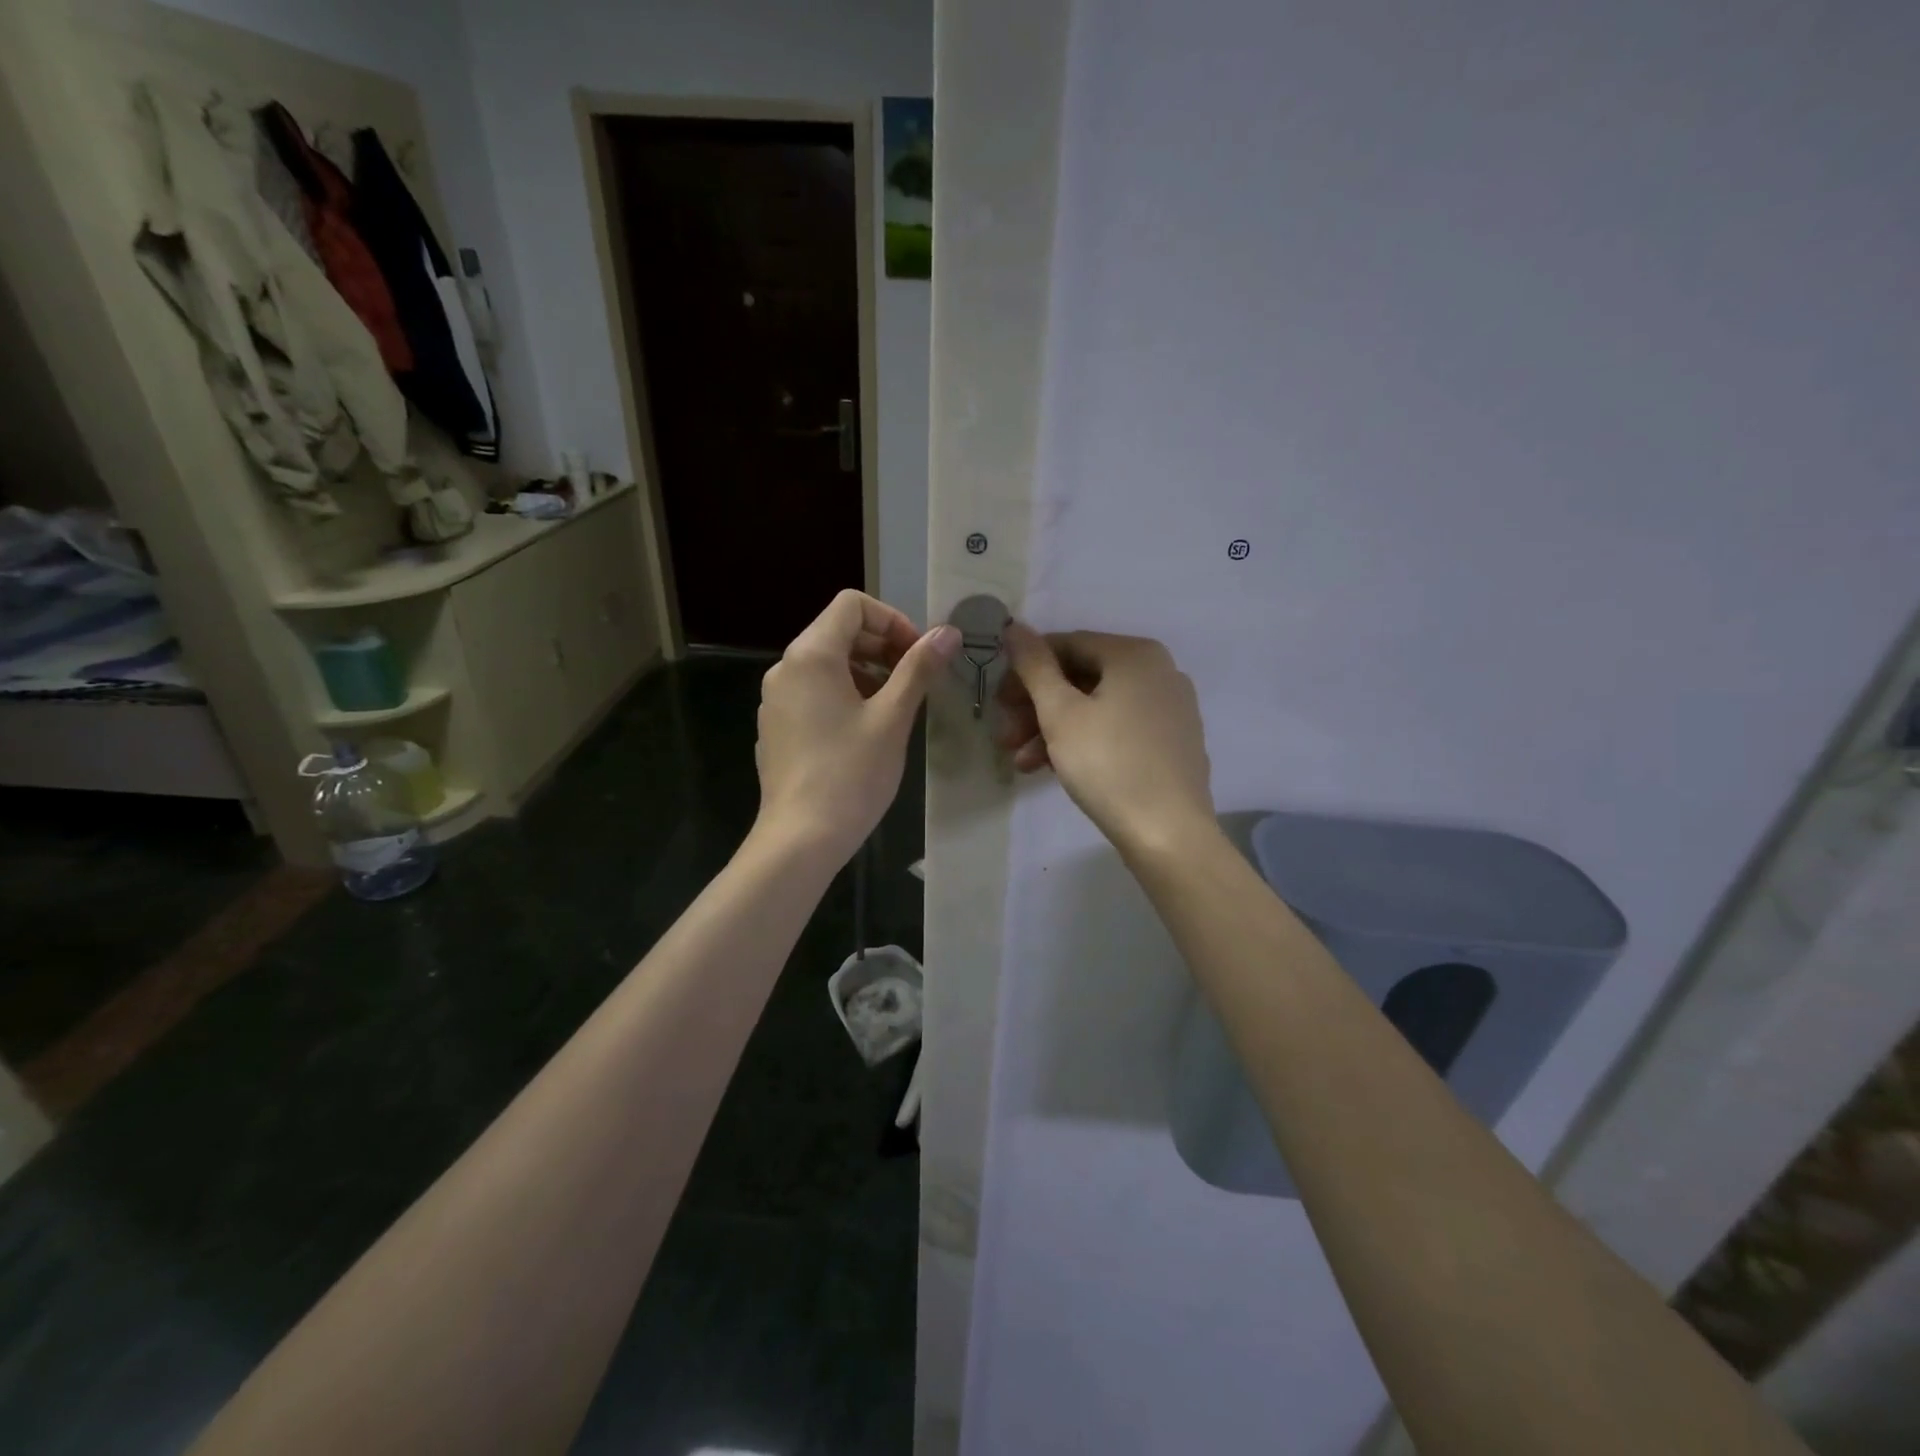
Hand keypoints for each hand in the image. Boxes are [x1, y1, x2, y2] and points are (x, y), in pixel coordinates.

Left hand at [755, 590, 959, 859]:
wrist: (800, 838)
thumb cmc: (851, 773)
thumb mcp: (893, 717)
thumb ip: (919, 668)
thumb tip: (948, 632)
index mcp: (811, 655)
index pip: (852, 605)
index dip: (892, 620)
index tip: (918, 655)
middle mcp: (785, 668)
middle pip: (837, 631)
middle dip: (882, 646)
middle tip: (915, 680)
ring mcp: (775, 700)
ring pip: (825, 664)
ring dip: (866, 672)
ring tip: (895, 707)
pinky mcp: (776, 728)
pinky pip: (812, 692)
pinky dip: (843, 695)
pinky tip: (864, 732)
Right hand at [998, 624, 1214, 853]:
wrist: (1168, 833)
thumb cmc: (1108, 764)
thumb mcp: (1060, 713)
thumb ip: (1034, 666)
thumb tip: (1015, 626)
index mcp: (1136, 654)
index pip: (1067, 644)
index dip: (1025, 669)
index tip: (998, 700)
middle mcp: (1159, 671)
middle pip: (1081, 677)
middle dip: (1036, 707)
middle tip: (1005, 735)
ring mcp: (1170, 708)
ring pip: (1097, 707)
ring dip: (1053, 729)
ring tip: (1021, 762)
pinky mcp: (1172, 742)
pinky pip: (1118, 728)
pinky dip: (1084, 741)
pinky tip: (1053, 768)